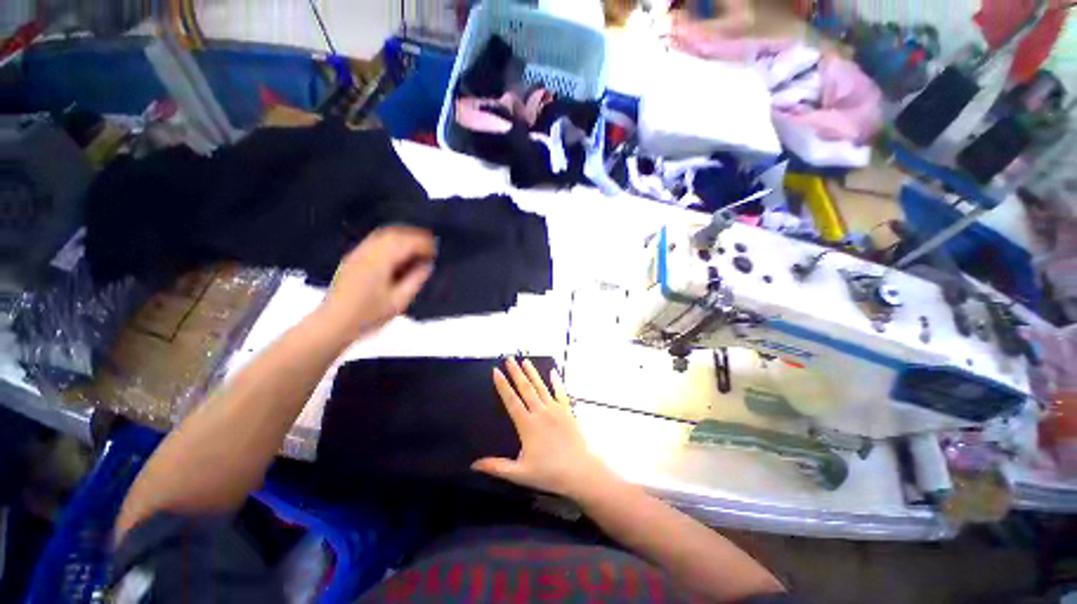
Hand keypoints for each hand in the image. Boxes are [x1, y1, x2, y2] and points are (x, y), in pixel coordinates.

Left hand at [317, 226, 435, 338]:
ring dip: (402, 237)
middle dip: (414, 236)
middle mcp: (367, 252)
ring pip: (383, 235)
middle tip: (430, 245)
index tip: (435, 252)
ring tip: (417, 247)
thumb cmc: (367, 316)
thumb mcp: (398, 302)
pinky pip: (374, 241)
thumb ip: (415, 280)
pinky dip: (391, 241)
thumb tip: (427, 265)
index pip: (405, 243)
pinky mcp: (352, 259)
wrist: (333, 323)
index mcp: (379, 262)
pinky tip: (398, 252)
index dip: (423, 244)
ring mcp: (358, 254)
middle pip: (394, 234)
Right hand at [472, 358, 620, 501]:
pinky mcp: (568, 411)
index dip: (502, 385)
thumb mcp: (520, 473)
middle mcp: (541, 412)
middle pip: (526, 388)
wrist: (581, 471)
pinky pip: (560, 392)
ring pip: (541, 387)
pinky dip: (556, 381)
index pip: (511, 400)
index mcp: (528, 424)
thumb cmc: (550, 473)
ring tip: (525, 361)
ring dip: (532, 373)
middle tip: (509, 359)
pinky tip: (553, 372)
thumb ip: (497, 467)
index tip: (496, 371)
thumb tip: (474, 465)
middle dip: (516, 372)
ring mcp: (556, 409)